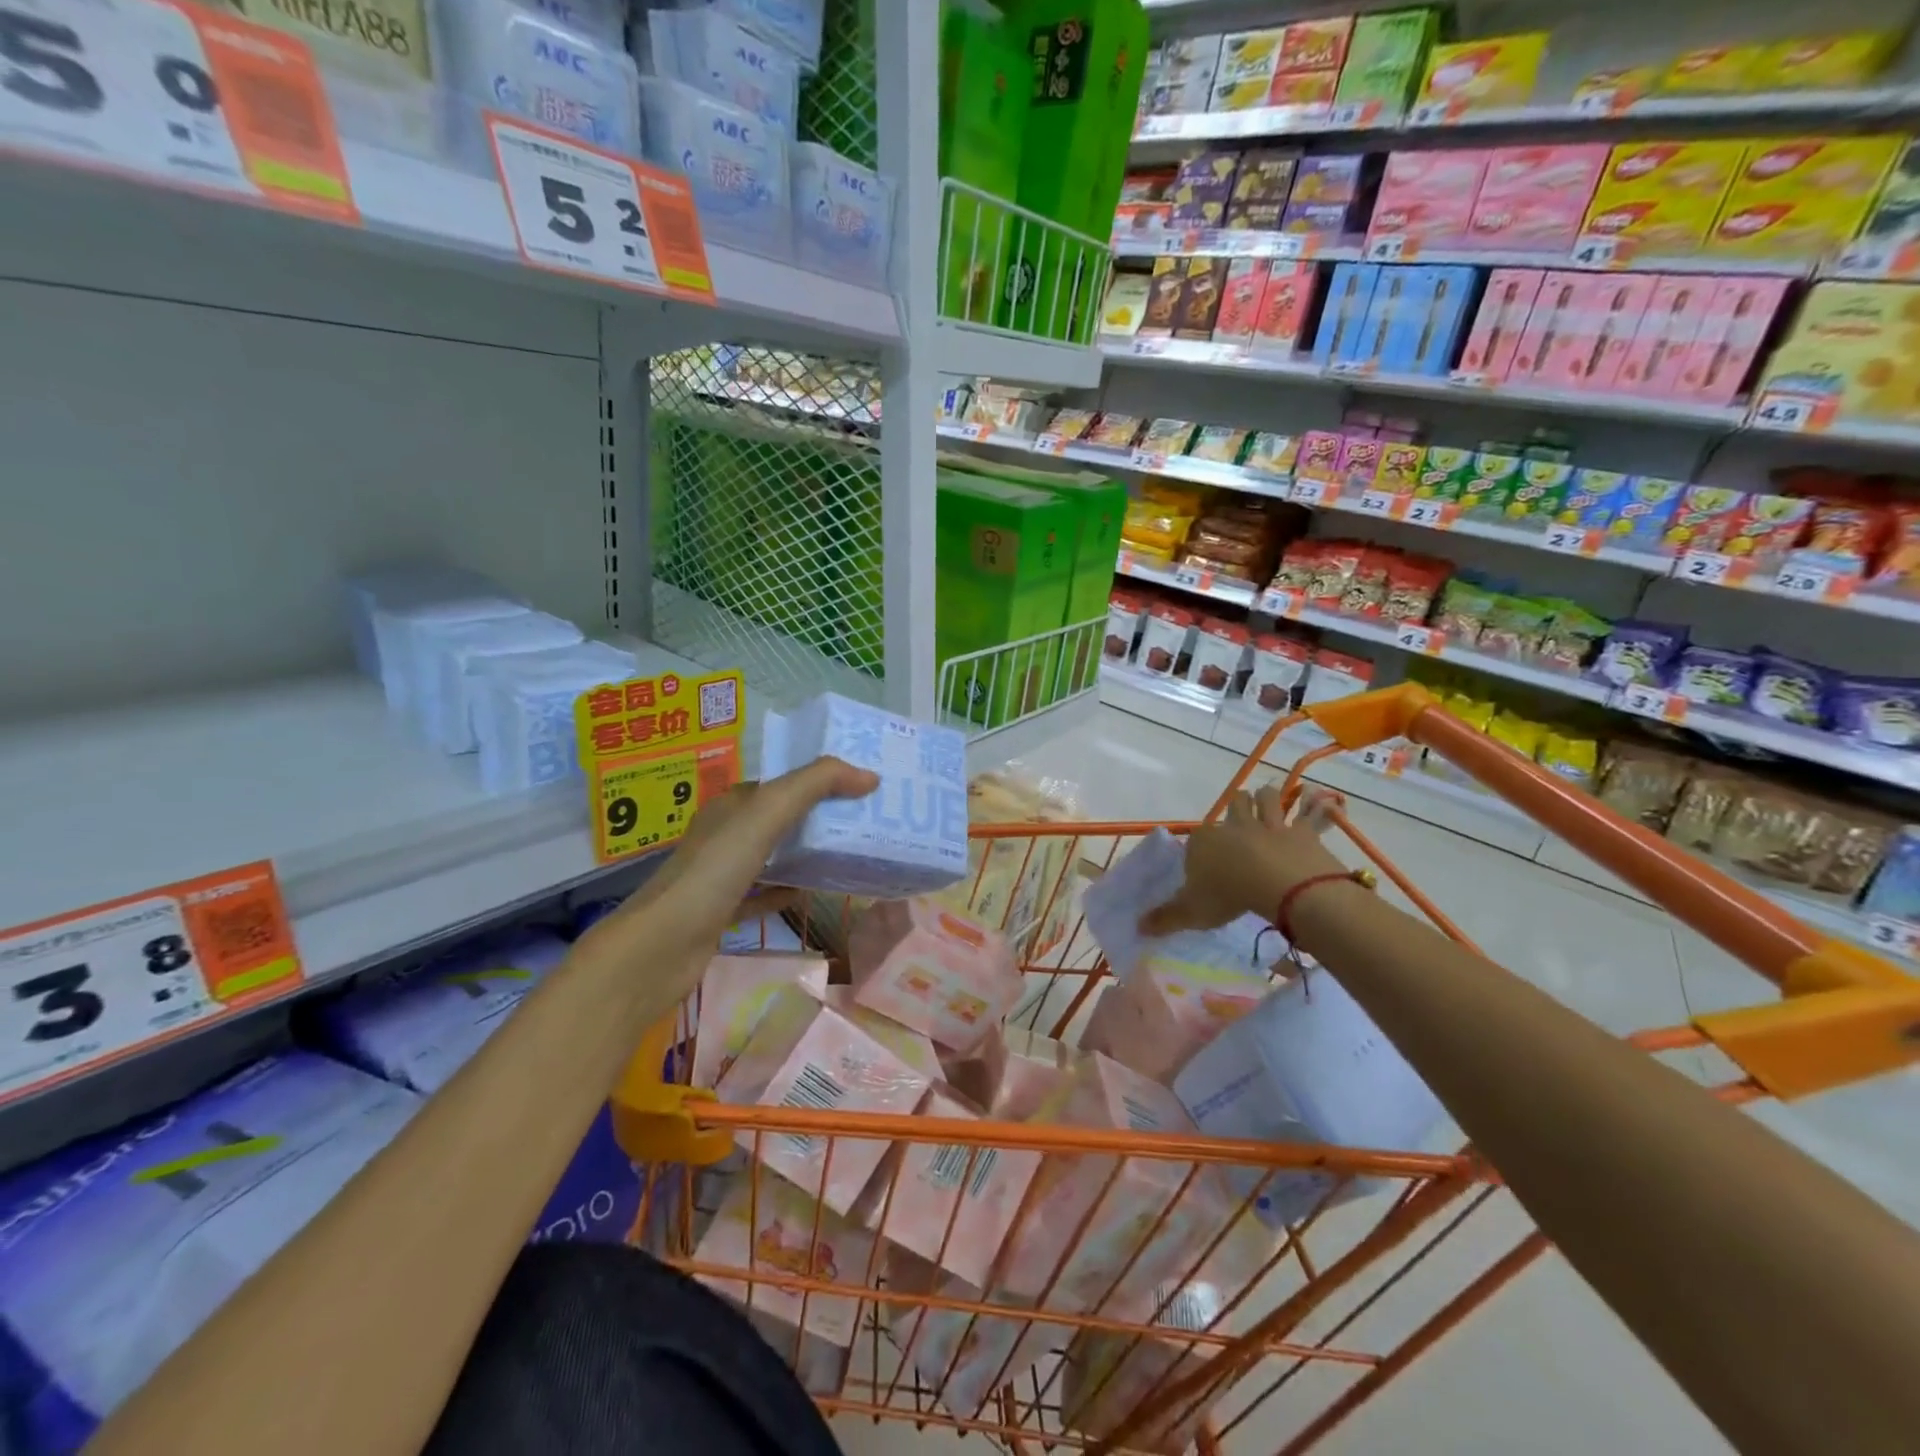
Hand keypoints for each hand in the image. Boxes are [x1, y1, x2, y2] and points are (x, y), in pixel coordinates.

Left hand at [584, 757, 877, 964]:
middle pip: (778, 818)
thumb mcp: (767, 813)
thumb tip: (869, 775)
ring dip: (804, 853)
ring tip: (848, 854)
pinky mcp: (721, 912)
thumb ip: (815, 785)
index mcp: (731, 805)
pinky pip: (761, 895)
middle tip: (864, 820)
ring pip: (771, 856)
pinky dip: (785, 891)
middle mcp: (724, 835)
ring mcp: (720, 875)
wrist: (661, 948)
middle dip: (816, 816)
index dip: (817, 779)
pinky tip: (809, 894)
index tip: (860, 785)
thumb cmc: (714, 871)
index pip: (780, 782)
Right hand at [1141, 785, 1348, 936]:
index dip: (1201, 846)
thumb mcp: (1191, 912)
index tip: (1204, 859)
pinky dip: (1316, 807)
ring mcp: (1269, 825)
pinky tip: (1322, 801)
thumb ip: (1165, 918)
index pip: (1197, 837)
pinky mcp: (1301, 832)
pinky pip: (1310, 813)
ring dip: (1268, 800)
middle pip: (1234, 804)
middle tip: (1239, 816)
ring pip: (1266, 799)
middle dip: (1236, 806)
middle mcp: (1234, 825)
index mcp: (1204, 841)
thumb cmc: (1228, 895)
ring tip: (1270, 804)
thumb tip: (1138, 928)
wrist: (1277, 884)